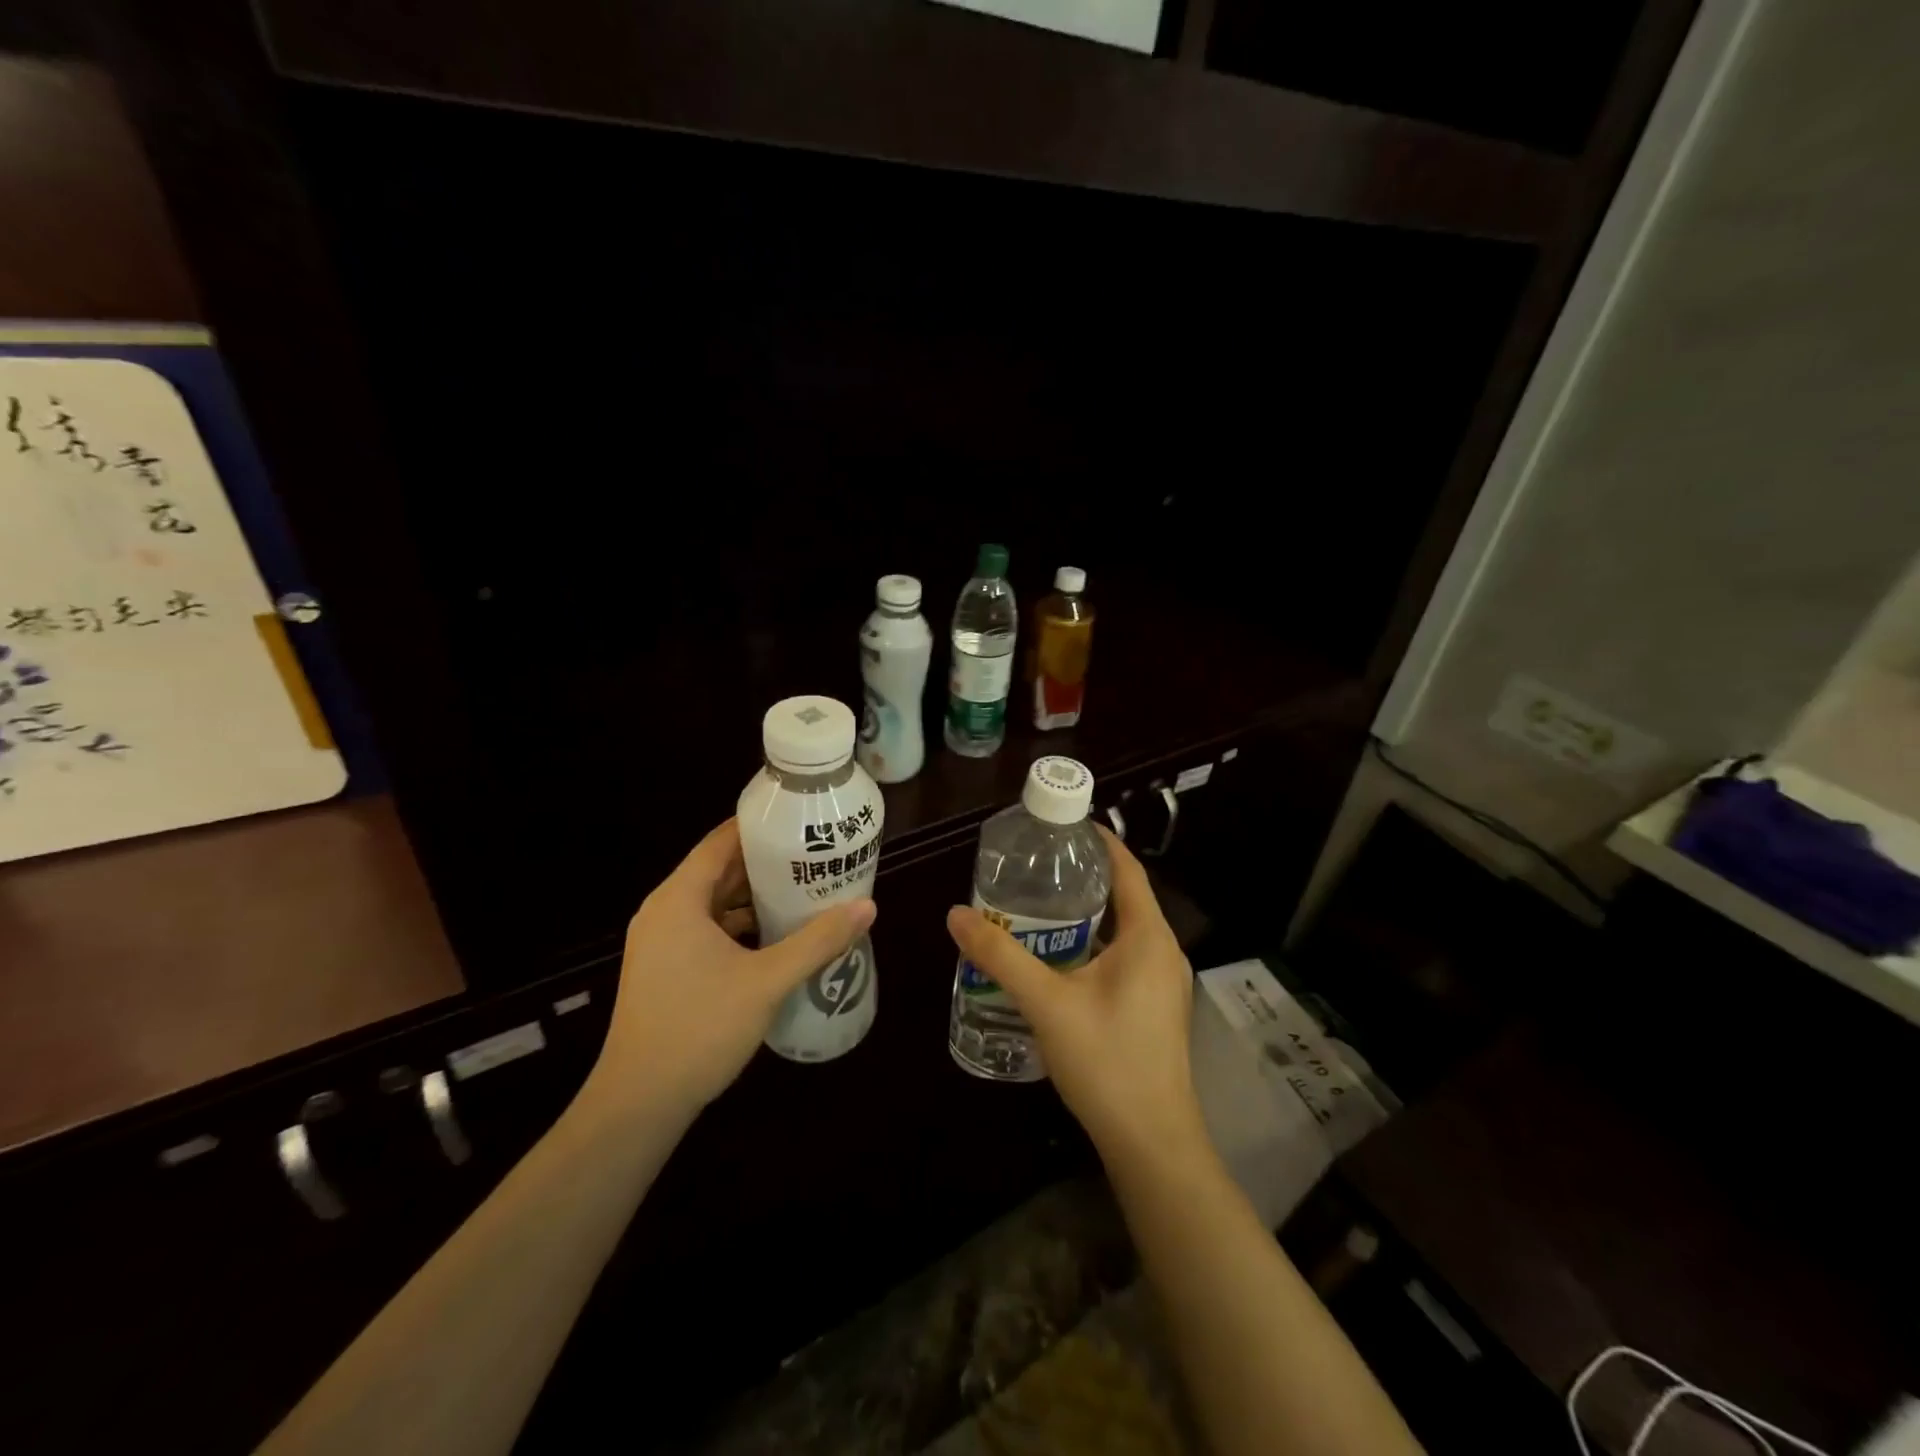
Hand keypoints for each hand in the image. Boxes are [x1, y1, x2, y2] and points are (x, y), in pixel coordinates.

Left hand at [593, 819, 875, 1117]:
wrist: (640, 1102)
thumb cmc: (700, 1028)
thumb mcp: (768, 981)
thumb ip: (818, 941)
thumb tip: (867, 907)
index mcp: (679, 900)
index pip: (720, 842)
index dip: (758, 826)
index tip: (798, 819)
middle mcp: (664, 912)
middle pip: (718, 870)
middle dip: (765, 863)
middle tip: (812, 855)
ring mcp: (661, 943)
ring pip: (713, 903)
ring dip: (753, 897)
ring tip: (803, 890)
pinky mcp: (665, 969)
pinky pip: (706, 929)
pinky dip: (738, 925)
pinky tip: (775, 936)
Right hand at [945, 826, 1208, 1174]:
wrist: (1151, 1142)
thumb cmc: (1106, 1061)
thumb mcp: (1046, 1003)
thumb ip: (1000, 956)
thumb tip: (956, 914)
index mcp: (1148, 937)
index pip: (1127, 869)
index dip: (1099, 841)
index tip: (1062, 825)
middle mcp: (1163, 951)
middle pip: (1124, 897)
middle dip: (1082, 878)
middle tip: (1035, 866)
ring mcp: (1163, 983)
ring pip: (1122, 931)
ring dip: (1085, 915)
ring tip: (1037, 907)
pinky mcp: (1155, 1007)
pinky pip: (1123, 958)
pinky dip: (1092, 945)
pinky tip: (1056, 960)